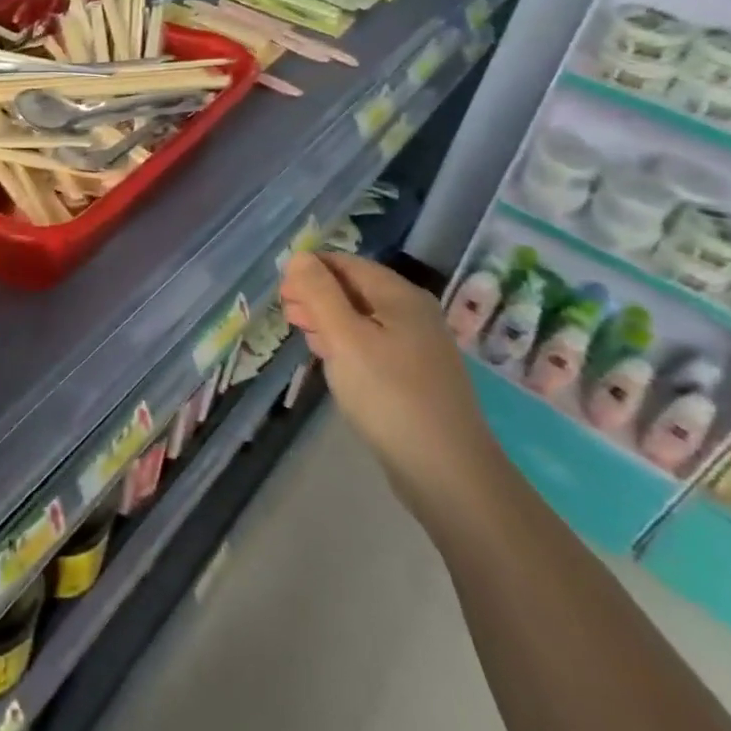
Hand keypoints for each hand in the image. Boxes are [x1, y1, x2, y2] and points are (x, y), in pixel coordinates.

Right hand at [279, 252, 503, 524]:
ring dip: (329, 320)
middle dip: (317, 295)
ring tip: (302, 334)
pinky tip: (331, 360)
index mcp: (400, 295)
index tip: (281, 292)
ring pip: (363, 319)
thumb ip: (319, 293)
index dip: (310, 270)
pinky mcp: (416, 377)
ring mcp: (419, 347)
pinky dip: (347, 344)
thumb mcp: (345, 338)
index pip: (346, 263)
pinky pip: (373, 345)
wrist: (448, 474)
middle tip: (286, 314)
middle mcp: (413, 313)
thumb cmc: (390, 396)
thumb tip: (300, 256)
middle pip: (355, 289)